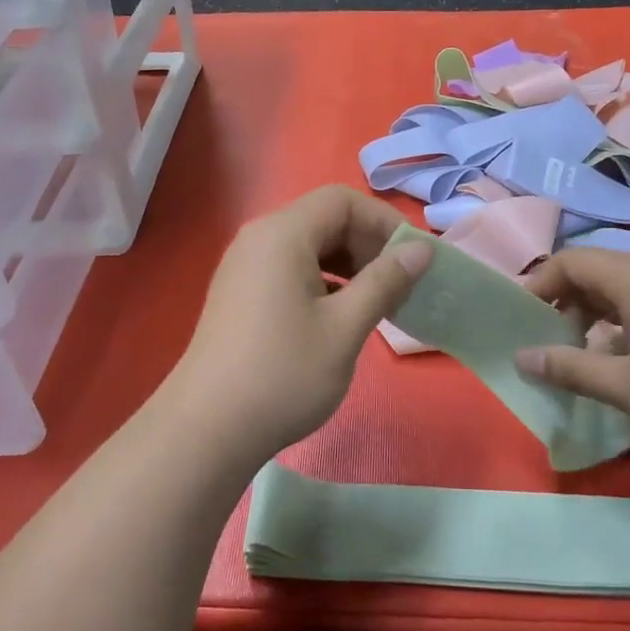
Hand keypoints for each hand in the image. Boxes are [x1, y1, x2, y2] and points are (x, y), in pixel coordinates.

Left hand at [166, 186, 431, 460]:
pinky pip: (289, 268)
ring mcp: (244, 266)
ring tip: (377, 302)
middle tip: (400, 284)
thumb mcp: (345, 328)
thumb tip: (421, 250)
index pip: (342, 201)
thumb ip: (385, 282)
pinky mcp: (239, 293)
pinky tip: (340, 316)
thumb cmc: (283, 374)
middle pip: (324, 219)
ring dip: (348, 264)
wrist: (207, 429)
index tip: (413, 258)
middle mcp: (259, 238)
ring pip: (308, 246)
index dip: (384, 221)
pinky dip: (323, 281)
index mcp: (282, 234)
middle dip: (368, 244)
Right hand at [516, 248, 629, 474]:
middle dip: (570, 299)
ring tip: (594, 349)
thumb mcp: (625, 388)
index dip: (540, 285)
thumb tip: (522, 357)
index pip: (572, 261)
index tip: (523, 319)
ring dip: (602, 308)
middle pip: (602, 267)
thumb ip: (568, 368)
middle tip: (556, 340)